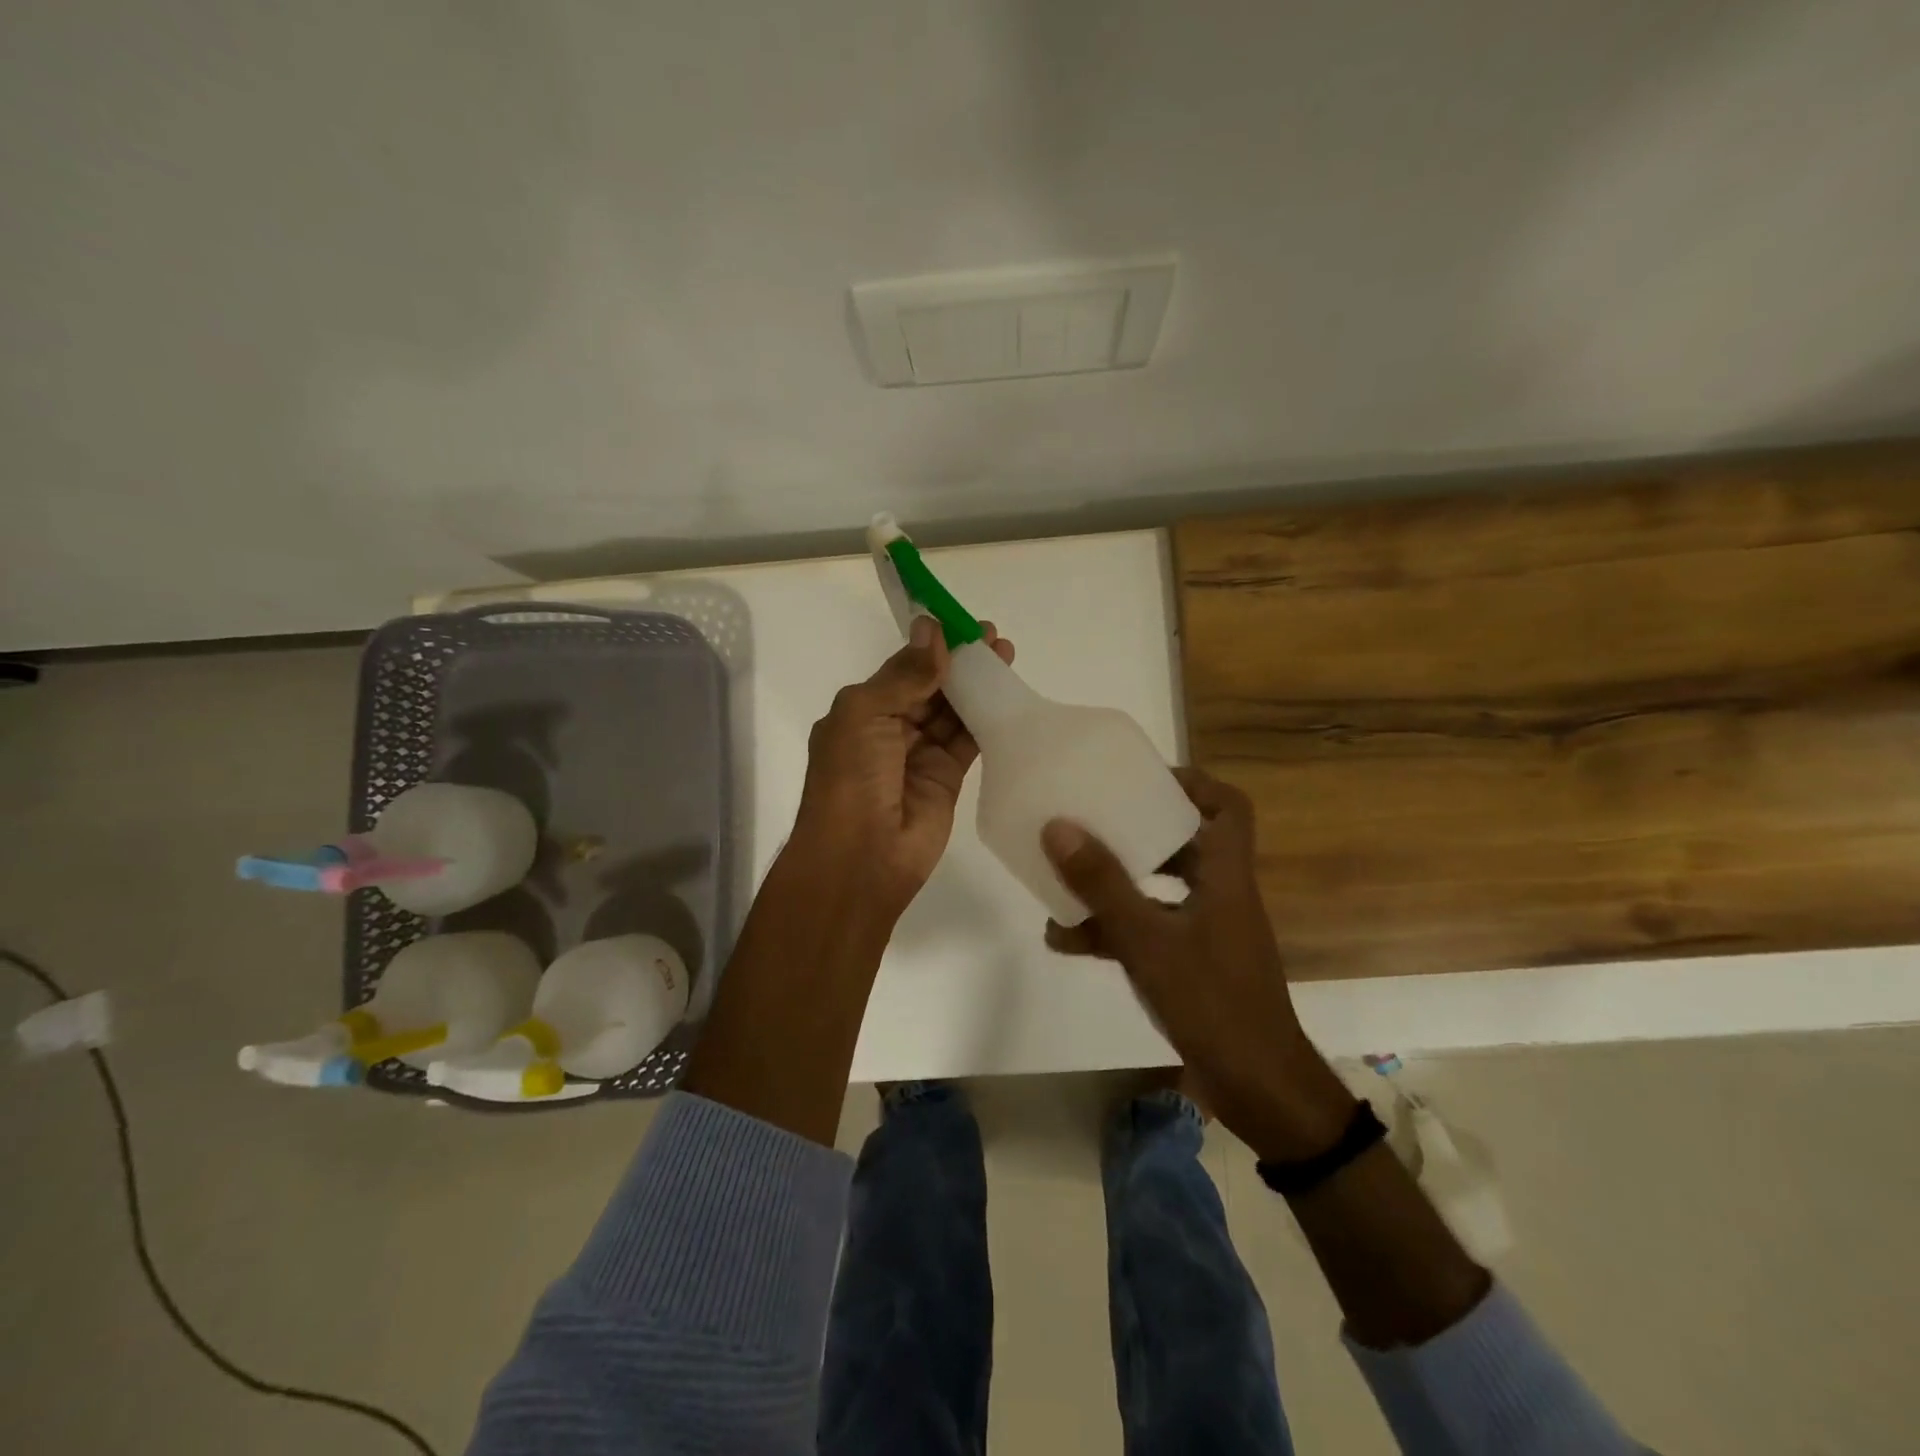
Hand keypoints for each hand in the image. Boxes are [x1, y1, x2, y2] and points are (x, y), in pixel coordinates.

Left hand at [792, 616, 1014, 918]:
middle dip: (959, 662)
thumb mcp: (865, 714)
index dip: (931, 646)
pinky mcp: (947, 778)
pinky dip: (987, 718)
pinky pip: (969, 740)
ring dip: (976, 685)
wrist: (861, 857)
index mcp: (862, 711)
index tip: (960, 623)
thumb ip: (903, 675)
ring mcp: (920, 755)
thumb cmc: (851, 777)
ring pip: (953, 711)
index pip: (902, 669)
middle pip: (931, 687)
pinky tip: (1007, 694)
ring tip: (1006, 656)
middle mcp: (891, 729)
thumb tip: (931, 629)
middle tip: (992, 637)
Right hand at [1041, 767, 1355, 1160]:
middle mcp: (1220, 894)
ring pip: (1158, 888)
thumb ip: (1103, 884)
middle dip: (1136, 828)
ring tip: (1061, 877)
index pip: (1227, 806)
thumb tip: (1058, 826)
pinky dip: (1111, 928)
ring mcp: (1205, 931)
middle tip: (1092, 817)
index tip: (1140, 777)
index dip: (1190, 783)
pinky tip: (1064, 938)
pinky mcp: (1191, 964)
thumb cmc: (1212, 1002)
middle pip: (1185, 841)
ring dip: (1113, 883)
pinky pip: (1147, 929)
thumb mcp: (1148, 940)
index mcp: (1226, 875)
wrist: (1258, 1091)